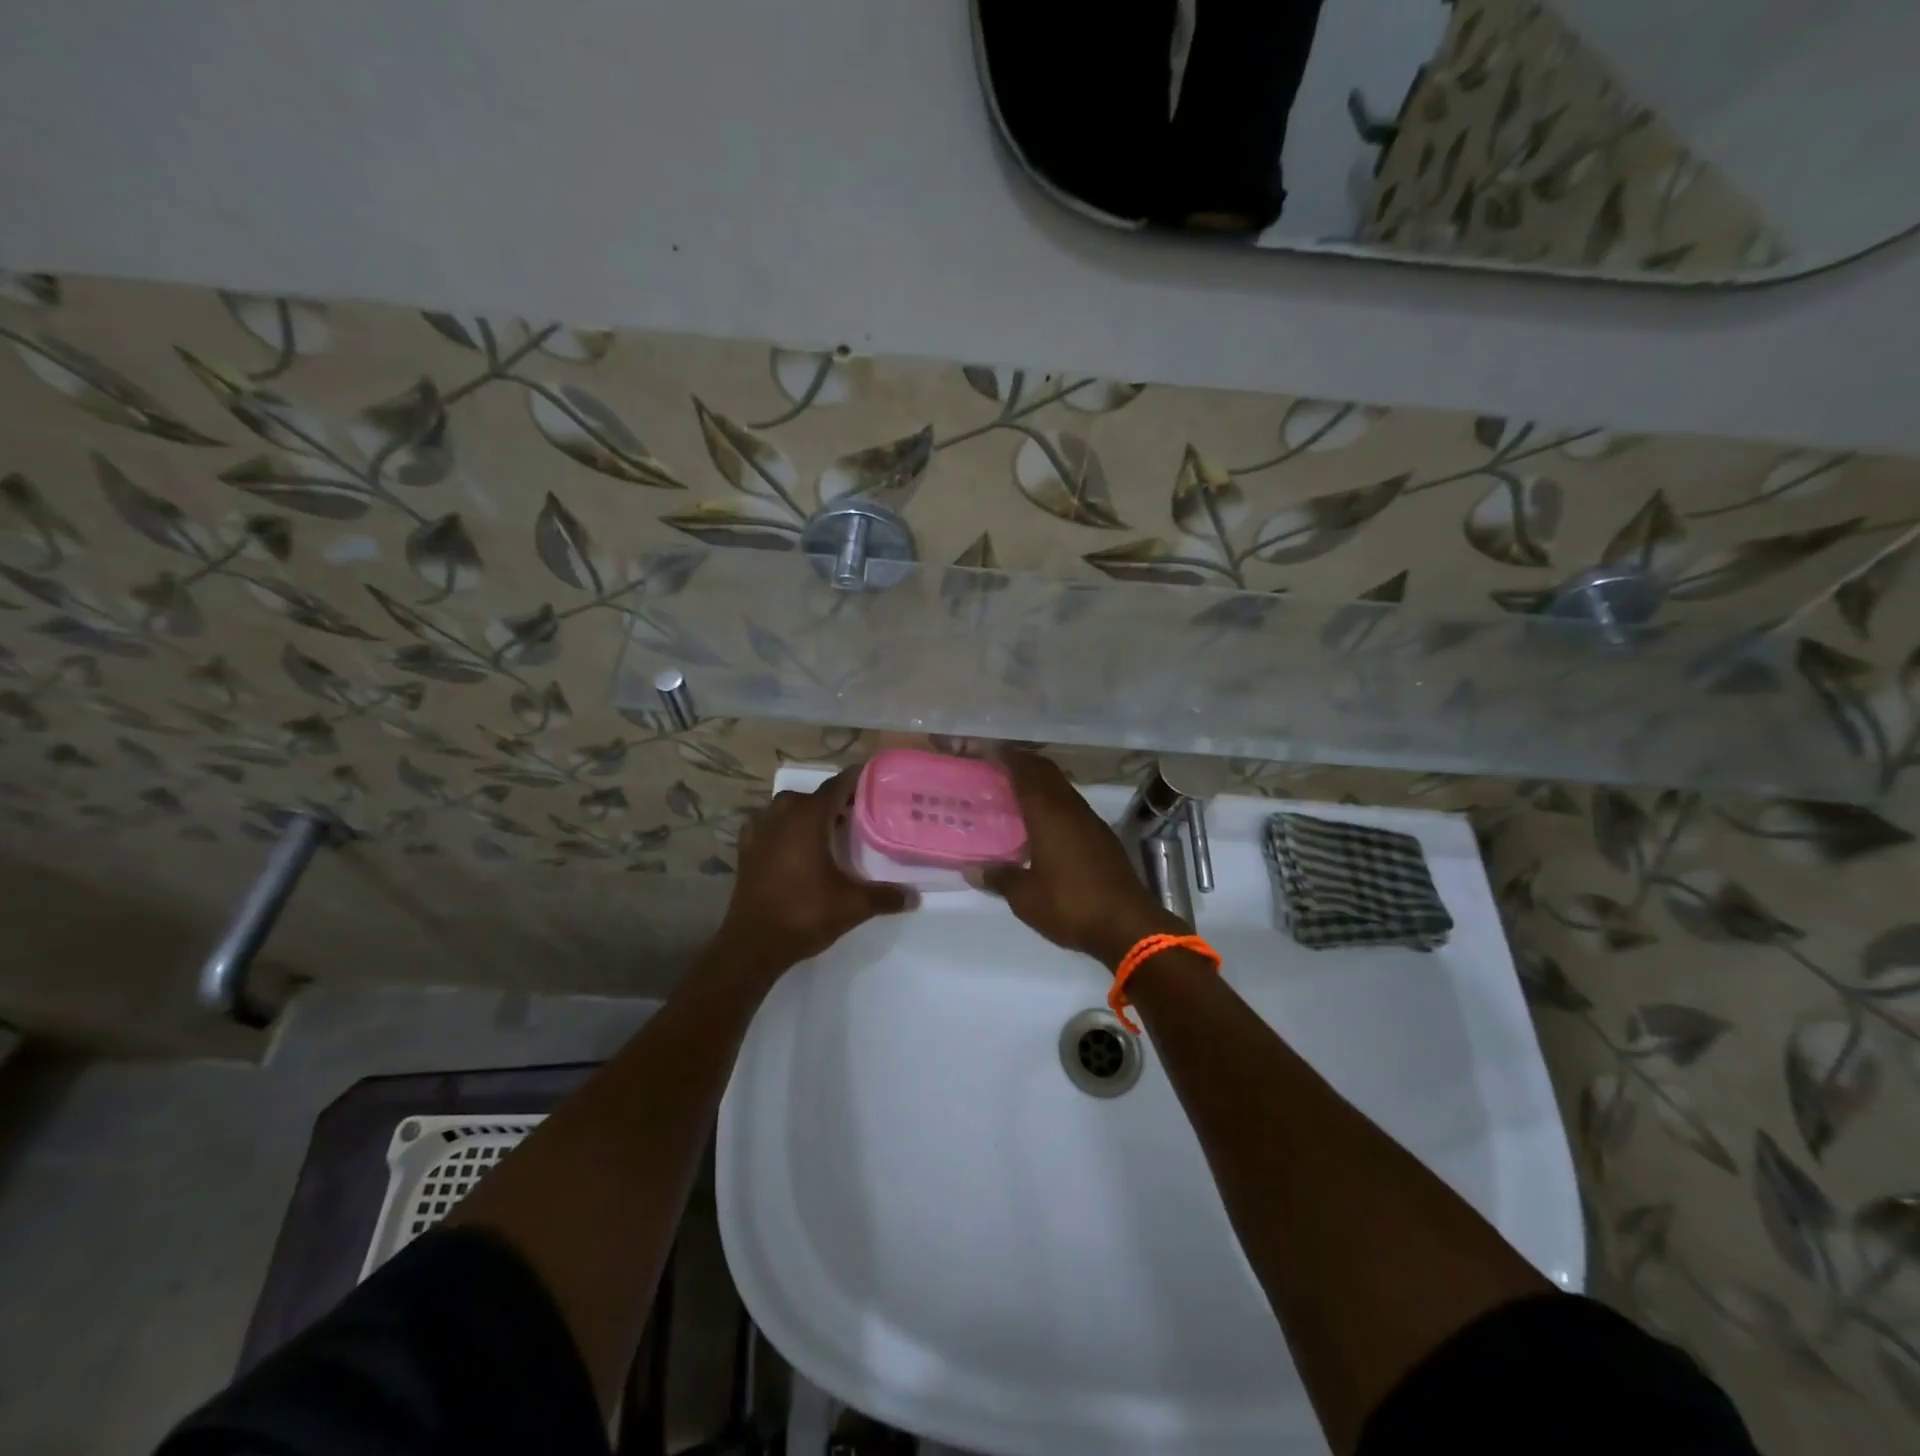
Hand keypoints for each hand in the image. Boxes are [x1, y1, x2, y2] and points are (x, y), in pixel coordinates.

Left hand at [715, 765, 916, 979]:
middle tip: (858, 814)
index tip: (875, 779)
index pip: (837, 785)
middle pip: (813, 796)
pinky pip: (767, 826)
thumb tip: (914, 896)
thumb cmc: (805, 914)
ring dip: (806, 813)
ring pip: (787, 809)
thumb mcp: (853, 906)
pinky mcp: (746, 850)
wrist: (753, 944)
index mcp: (808, 817)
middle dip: (835, 801)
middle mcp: (782, 815)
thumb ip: (885, 896)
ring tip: (827, 830)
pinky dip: (782, 829)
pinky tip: (792, 844)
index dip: (856, 779)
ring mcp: (759, 831)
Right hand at [972, 750, 1184, 967]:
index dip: (1007, 757)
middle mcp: (1071, 809)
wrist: (1129, 926)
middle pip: (1047, 772)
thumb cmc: (1071, 905)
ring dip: (1040, 784)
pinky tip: (1043, 825)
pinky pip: (1072, 807)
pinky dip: (1054, 804)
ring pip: (1062, 788)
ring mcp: (1091, 822)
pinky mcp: (1103, 838)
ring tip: (1015, 795)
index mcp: (1049, 814)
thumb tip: (972, 869)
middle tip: (997, 769)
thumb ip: (999, 878)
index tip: (988, 752)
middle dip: (1023, 764)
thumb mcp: (1025, 897)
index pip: (1026, 772)